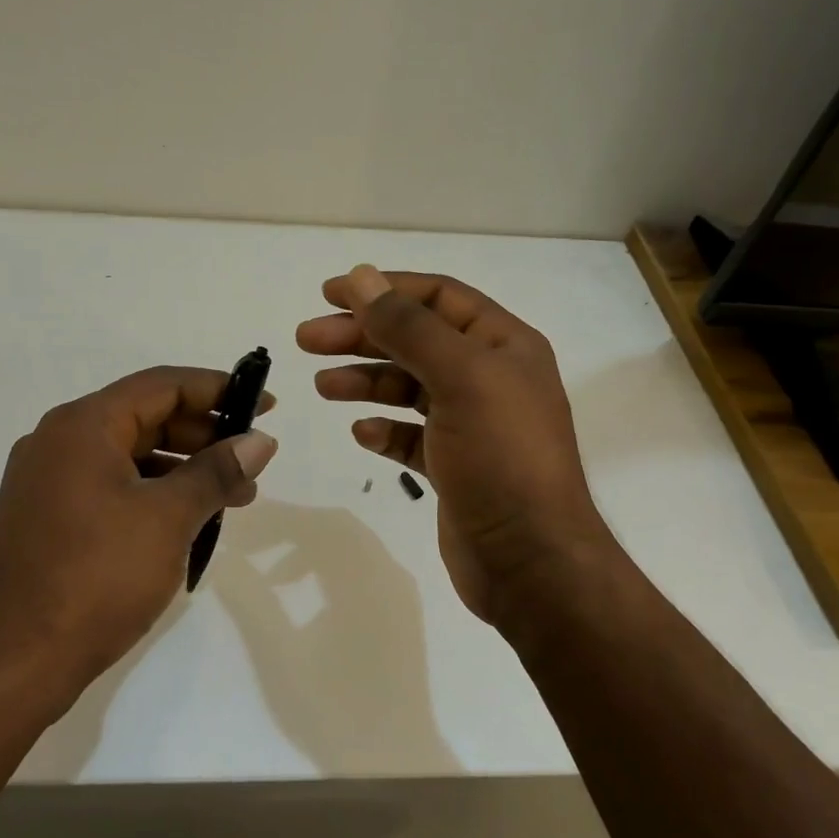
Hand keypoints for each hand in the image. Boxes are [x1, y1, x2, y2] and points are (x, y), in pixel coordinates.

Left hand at [0, 367, 277, 713]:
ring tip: (231, 498)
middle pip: (144, 417)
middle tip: (251, 461)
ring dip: (182, 468)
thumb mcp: (169, 518)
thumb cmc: (97, 578)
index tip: (264, 405)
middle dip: (203, 435)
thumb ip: (217, 471)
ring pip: (128, 455)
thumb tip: (260, 441)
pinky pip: (109, 485)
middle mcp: (57, 441)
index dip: (218, 390)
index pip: (161, 385)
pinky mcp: (45, 517)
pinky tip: (185, 519)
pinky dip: (151, 492)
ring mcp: (46, 481)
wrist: (15, 663)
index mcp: (82, 426)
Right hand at [297, 265, 614, 625]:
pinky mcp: (455, 465)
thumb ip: (408, 326)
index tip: (329, 293)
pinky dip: (384, 429)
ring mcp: (472, 424)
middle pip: (416, 340)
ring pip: (408, 388)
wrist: (530, 560)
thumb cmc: (501, 457)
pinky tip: (362, 433)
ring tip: (324, 386)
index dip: (384, 289)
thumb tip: (362, 277)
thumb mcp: (459, 378)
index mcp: (503, 345)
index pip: (437, 297)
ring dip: (365, 380)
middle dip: (362, 336)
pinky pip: (411, 436)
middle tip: (307, 339)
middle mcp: (490, 378)